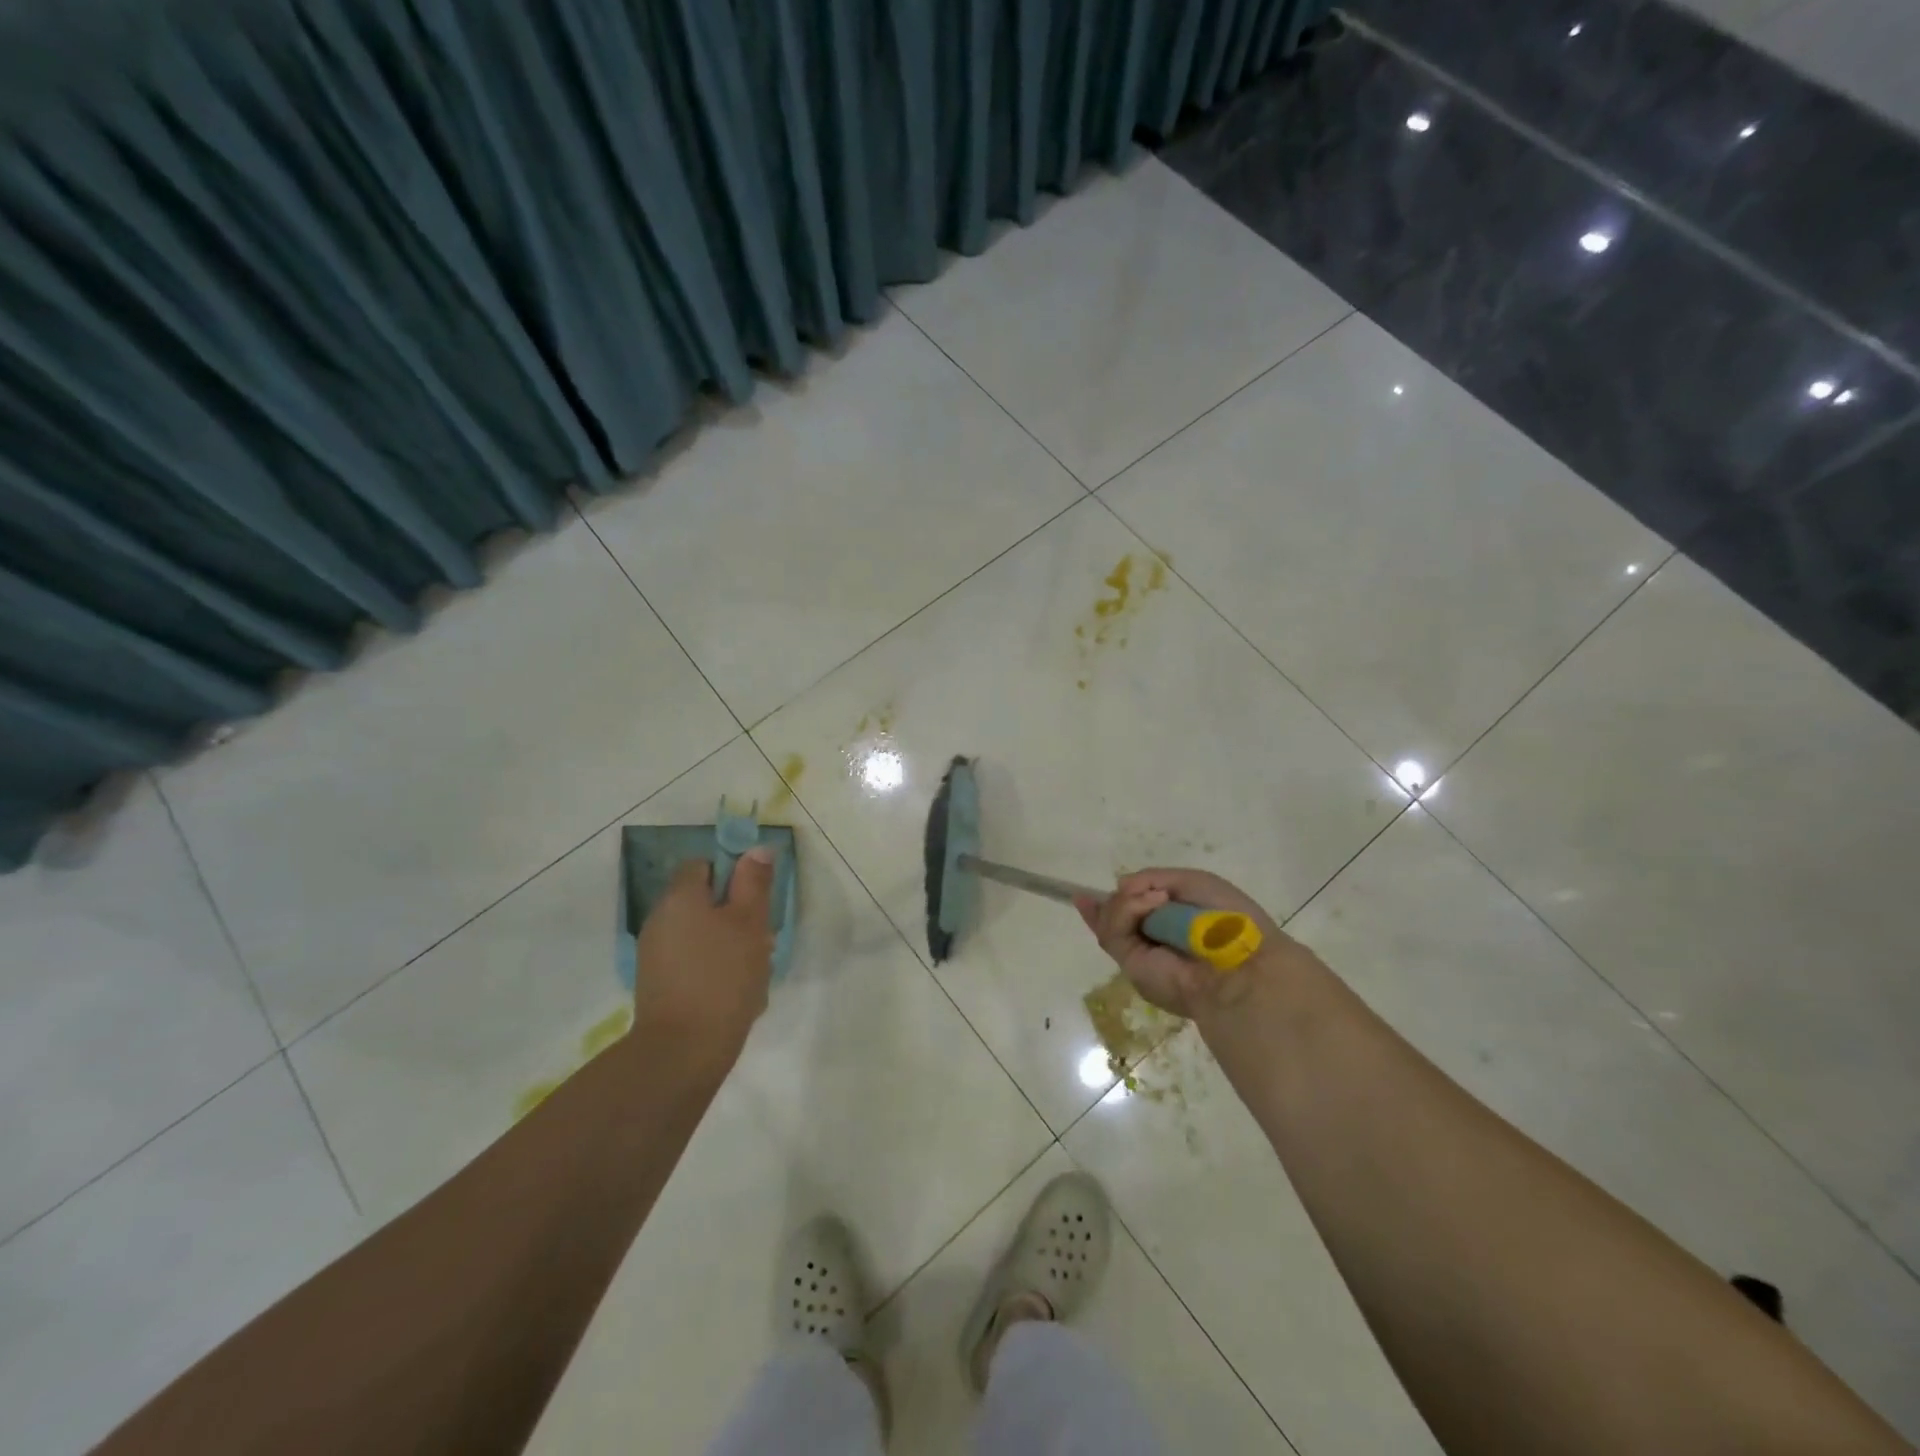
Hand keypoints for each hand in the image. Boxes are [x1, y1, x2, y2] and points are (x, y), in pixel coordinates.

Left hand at [633, 848, 776, 1061]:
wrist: (683, 1050)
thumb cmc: (723, 976)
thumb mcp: (750, 923)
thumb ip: (754, 883)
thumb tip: (756, 850)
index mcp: (680, 897)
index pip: (702, 865)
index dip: (731, 875)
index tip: (755, 898)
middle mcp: (660, 919)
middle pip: (703, 901)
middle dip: (735, 915)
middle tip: (763, 939)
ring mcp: (655, 954)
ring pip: (701, 934)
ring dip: (729, 944)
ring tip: (755, 970)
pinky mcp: (659, 985)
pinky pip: (693, 962)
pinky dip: (714, 969)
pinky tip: (736, 992)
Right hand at [1074, 867, 1285, 1017]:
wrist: (1239, 964)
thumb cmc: (1227, 920)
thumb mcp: (1193, 882)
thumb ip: (1153, 878)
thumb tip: (1120, 886)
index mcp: (1171, 927)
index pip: (1132, 915)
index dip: (1111, 904)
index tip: (1084, 895)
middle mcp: (1152, 943)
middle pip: (1114, 917)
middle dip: (1116, 901)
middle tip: (1140, 892)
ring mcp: (1139, 955)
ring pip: (1110, 919)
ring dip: (1130, 901)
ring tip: (1160, 899)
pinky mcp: (1130, 965)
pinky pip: (1113, 930)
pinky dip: (1128, 910)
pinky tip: (1153, 904)